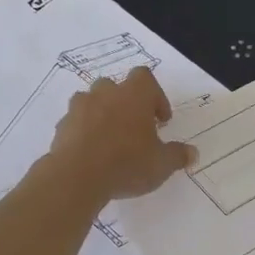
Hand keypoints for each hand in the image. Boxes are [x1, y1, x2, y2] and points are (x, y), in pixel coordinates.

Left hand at [45, 69, 195, 201]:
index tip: (160, 120)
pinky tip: (91, 153)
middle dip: (125, 103)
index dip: (155, 96)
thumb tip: (192, 153)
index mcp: (134, 95)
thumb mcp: (162, 164)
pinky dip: (83, 132)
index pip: (145, 77)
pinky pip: (76, 122)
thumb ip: (177, 155)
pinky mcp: (61, 126)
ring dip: (102, 114)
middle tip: (134, 128)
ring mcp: (80, 108)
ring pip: (92, 101)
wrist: (76, 177)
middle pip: (116, 86)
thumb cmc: (127, 163)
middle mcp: (106, 93)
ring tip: (110, 140)